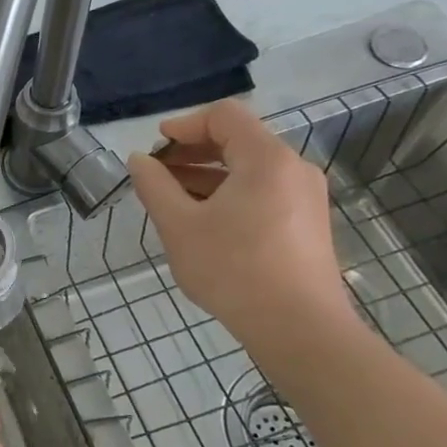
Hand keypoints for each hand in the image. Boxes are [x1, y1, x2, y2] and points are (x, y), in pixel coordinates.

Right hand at [127, 99, 355, 349]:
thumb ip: (154, 186)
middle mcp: (293, 169)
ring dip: (207, 175)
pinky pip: (263, 192)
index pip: (224, 116)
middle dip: (192, 152)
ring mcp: (305, 198)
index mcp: (266, 159)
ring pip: (249, 169)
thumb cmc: (234, 270)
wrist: (300, 330)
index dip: (184, 125)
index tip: (155, 148)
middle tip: (157, 174)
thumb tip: (139, 160)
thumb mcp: (179, 225)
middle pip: (238, 140)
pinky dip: (230, 194)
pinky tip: (203, 222)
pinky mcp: (307, 224)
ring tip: (172, 199)